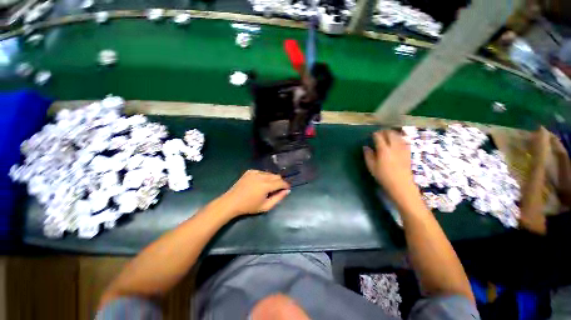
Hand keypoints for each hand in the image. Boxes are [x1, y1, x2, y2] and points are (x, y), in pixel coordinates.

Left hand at [221, 170, 289, 215]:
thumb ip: (278, 198)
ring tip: (268, 187)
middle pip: (276, 176)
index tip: (287, 188)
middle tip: (278, 189)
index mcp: (266, 186)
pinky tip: (260, 183)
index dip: (286, 185)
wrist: (232, 202)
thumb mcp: (266, 206)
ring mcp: (255, 172)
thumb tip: (287, 191)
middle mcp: (261, 176)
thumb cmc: (249, 207)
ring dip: (272, 179)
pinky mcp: (250, 171)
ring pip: (269, 173)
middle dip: (280, 182)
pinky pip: (262, 172)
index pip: (281, 182)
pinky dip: (264, 176)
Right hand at [363, 130, 417, 202]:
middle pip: (390, 133)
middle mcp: (394, 146)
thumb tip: (365, 147)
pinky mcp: (408, 152)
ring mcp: (403, 149)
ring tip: (387, 135)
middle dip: (384, 131)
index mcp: (384, 150)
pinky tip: (397, 141)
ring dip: (392, 133)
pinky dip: (399, 138)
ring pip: (398, 135)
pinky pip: (404, 140)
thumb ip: (368, 155)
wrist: (401, 184)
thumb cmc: (383, 176)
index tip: (372, 134)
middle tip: (379, 133)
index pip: (379, 137)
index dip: (375, 134)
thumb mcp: (371, 167)